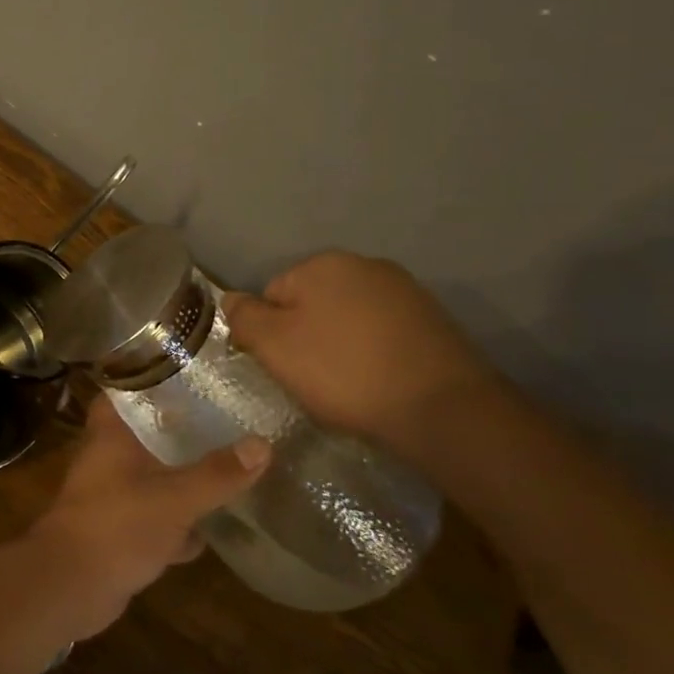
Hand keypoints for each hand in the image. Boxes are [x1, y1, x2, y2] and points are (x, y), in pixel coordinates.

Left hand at [28, 397, 267, 637]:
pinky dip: (177, 523)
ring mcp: (111, 495)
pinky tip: (211, 531)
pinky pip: (154, 516)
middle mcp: (106, 457)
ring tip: (228, 470)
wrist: (71, 585)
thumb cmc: (117, 526)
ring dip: (182, 480)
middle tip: (225, 423)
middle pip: (145, 434)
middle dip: (180, 433)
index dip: (151, 379)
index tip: (189, 374)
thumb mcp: (175, 498)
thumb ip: (216, 474)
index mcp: (110, 434)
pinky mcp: (118, 529)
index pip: (124, 390)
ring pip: (152, 477)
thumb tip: (262, 443)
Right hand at [222, 251, 502, 452]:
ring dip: (339, 345)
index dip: (269, 332)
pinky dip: (373, 354)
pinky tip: (379, 381)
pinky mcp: (434, 322)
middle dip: (305, 335)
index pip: (271, 294)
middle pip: (311, 303)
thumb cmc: (343, 371)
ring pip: (347, 319)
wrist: (443, 409)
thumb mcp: (273, 345)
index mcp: (323, 263)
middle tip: (312, 377)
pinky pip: (382, 334)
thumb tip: (231, 299)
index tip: (282, 365)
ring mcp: (405, 292)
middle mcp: (365, 265)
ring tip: (348, 384)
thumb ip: (243, 316)